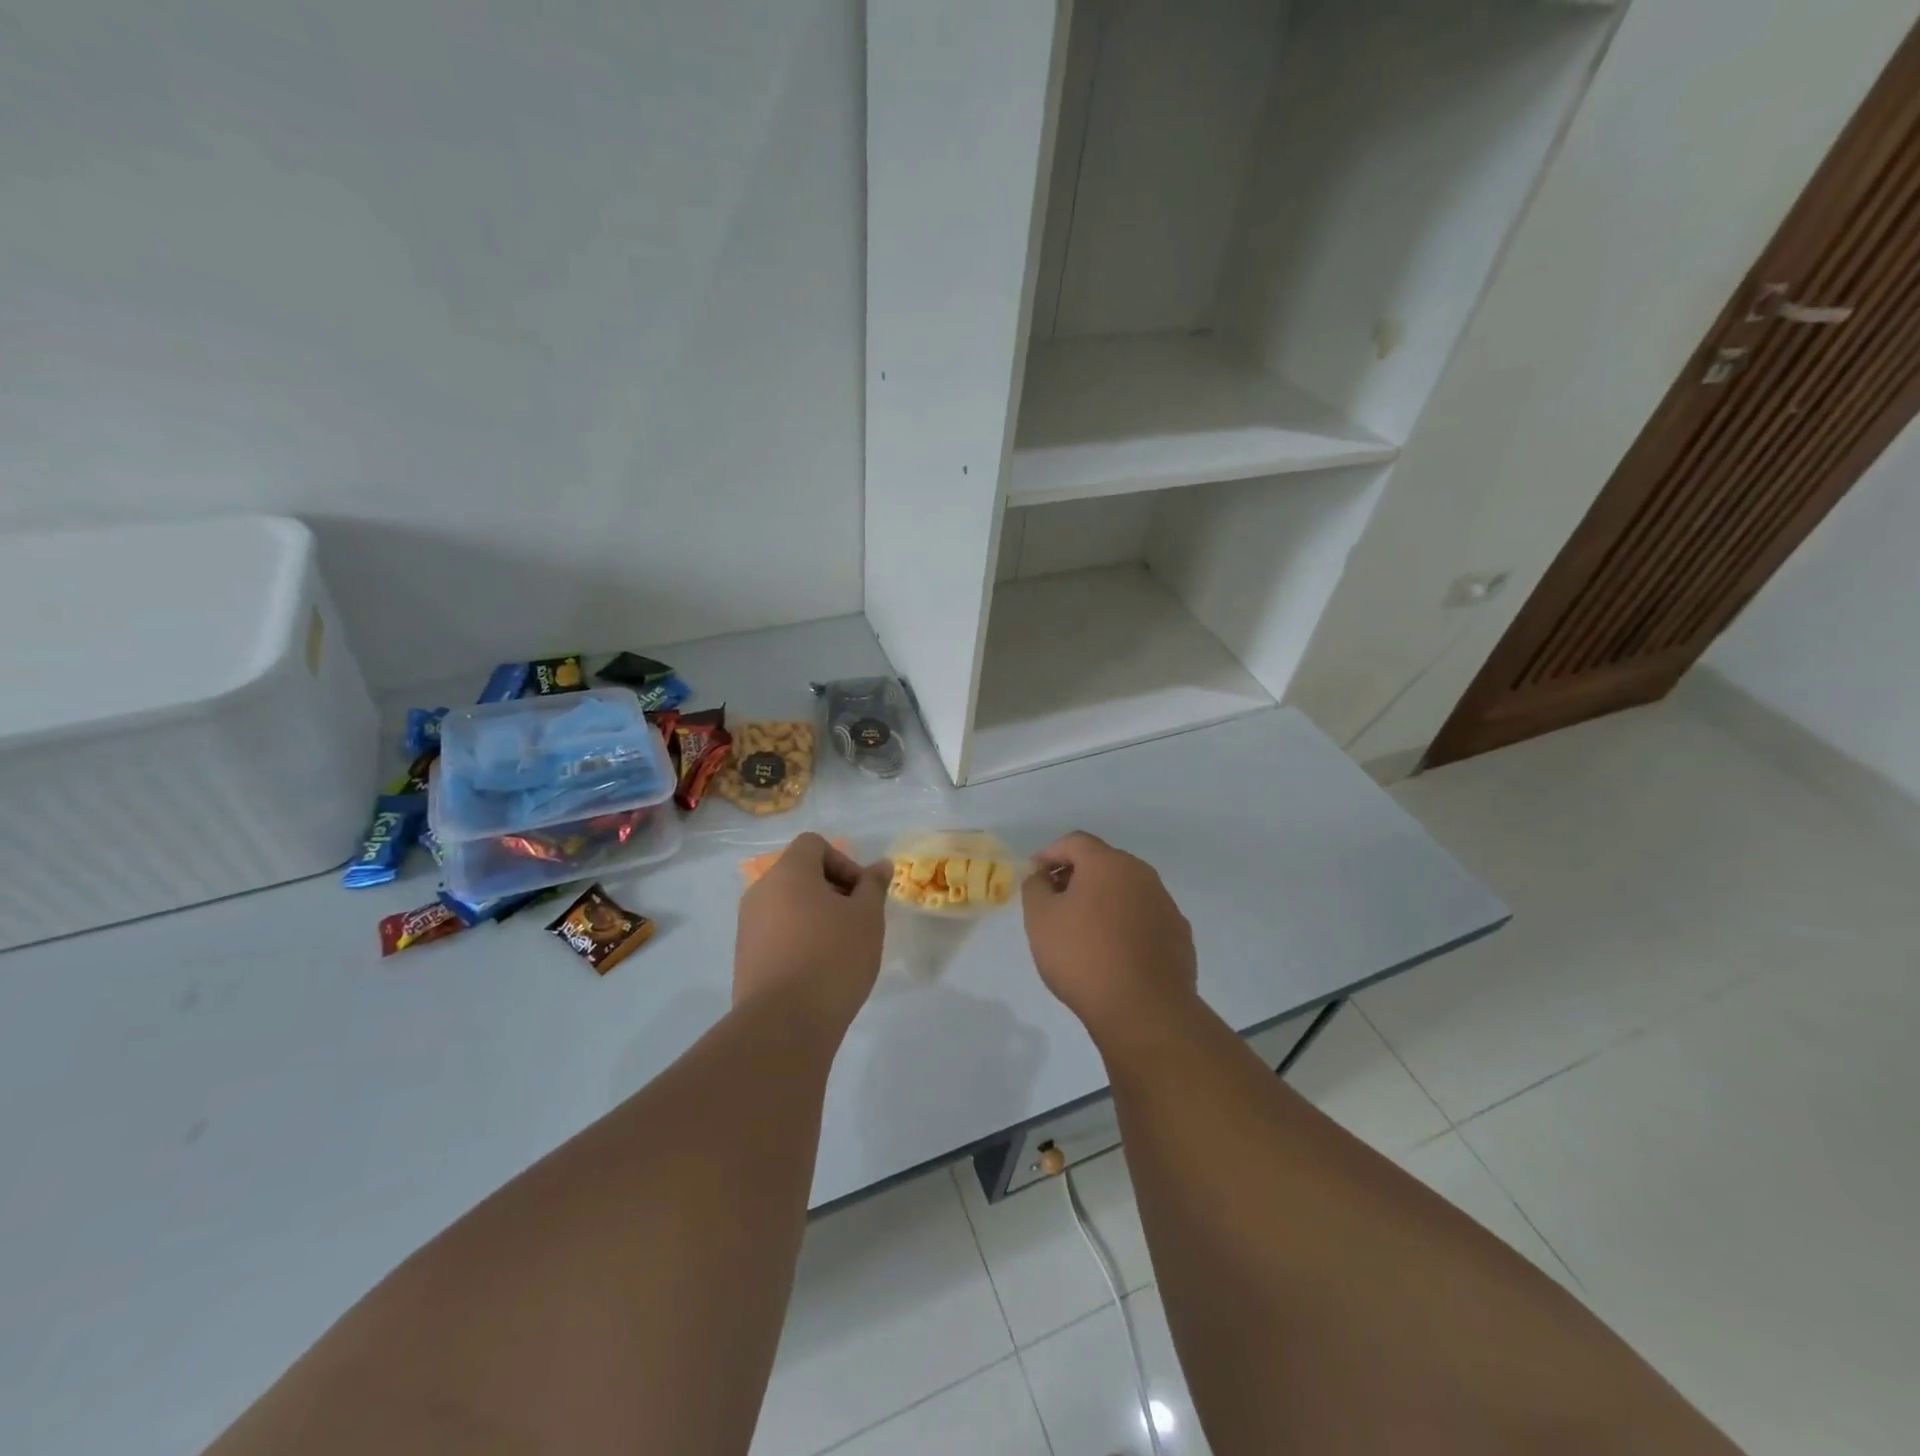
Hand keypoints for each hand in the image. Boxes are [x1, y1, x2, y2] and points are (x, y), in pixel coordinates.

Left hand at [735, 833, 892, 1031]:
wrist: (783, 1024)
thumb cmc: (832, 957)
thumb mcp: (867, 917)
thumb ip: (873, 886)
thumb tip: (880, 865)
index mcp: (788, 873)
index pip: (813, 844)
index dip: (843, 861)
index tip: (861, 895)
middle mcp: (761, 891)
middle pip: (800, 874)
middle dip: (833, 891)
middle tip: (857, 922)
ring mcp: (748, 926)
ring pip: (788, 906)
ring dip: (816, 917)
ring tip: (840, 950)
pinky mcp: (745, 958)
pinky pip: (777, 934)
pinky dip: (798, 941)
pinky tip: (818, 971)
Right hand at [1023, 831, 1198, 1044]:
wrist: (1144, 1010)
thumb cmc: (1083, 957)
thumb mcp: (1040, 919)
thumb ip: (1035, 887)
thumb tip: (1042, 876)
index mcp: (1108, 863)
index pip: (1075, 842)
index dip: (1050, 854)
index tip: (1035, 877)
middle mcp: (1142, 874)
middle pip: (1103, 863)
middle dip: (1077, 877)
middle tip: (1055, 903)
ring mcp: (1165, 904)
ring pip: (1126, 891)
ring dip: (1103, 901)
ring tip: (1083, 932)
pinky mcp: (1179, 934)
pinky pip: (1145, 918)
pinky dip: (1126, 925)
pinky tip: (1114, 954)